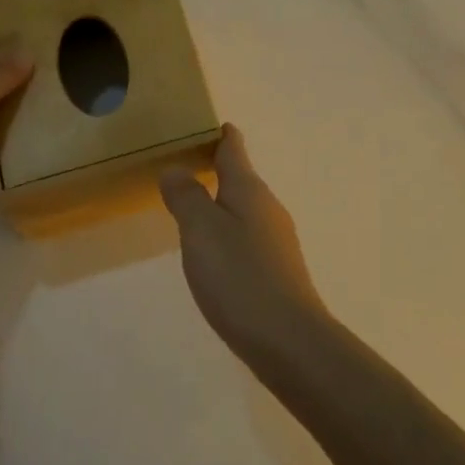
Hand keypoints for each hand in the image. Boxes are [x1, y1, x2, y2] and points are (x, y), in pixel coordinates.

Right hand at [159, 124, 327, 360]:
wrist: (288, 340)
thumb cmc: (240, 277)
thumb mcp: (201, 231)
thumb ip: (186, 197)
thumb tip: (176, 169)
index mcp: (249, 190)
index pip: (234, 150)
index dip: (221, 135)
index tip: (208, 123)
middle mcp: (268, 208)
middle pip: (241, 178)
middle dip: (217, 168)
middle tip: (185, 164)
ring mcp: (276, 240)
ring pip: (244, 208)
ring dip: (221, 202)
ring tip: (193, 204)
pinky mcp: (276, 270)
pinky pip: (247, 236)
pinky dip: (228, 231)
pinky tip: (215, 251)